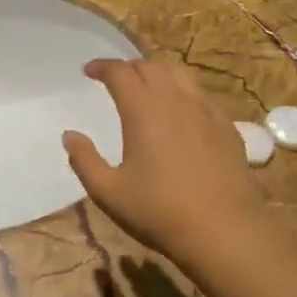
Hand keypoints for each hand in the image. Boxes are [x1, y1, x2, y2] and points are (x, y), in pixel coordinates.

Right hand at [63, 59, 266, 264]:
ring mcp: (205, 110)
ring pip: (179, 74)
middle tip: (115, 80)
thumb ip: (84, 160)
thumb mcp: (108, 192)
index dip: (102, 67)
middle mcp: (175, 100)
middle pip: (150, 67)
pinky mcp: (226, 126)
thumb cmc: (159, 211)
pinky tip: (180, 112)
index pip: (120, 72)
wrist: (224, 229)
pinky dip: (183, 91)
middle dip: (128, 68)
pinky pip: (201, 94)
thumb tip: (70, 135)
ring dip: (158, 73)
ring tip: (147, 88)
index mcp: (143, 110)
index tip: (89, 71)